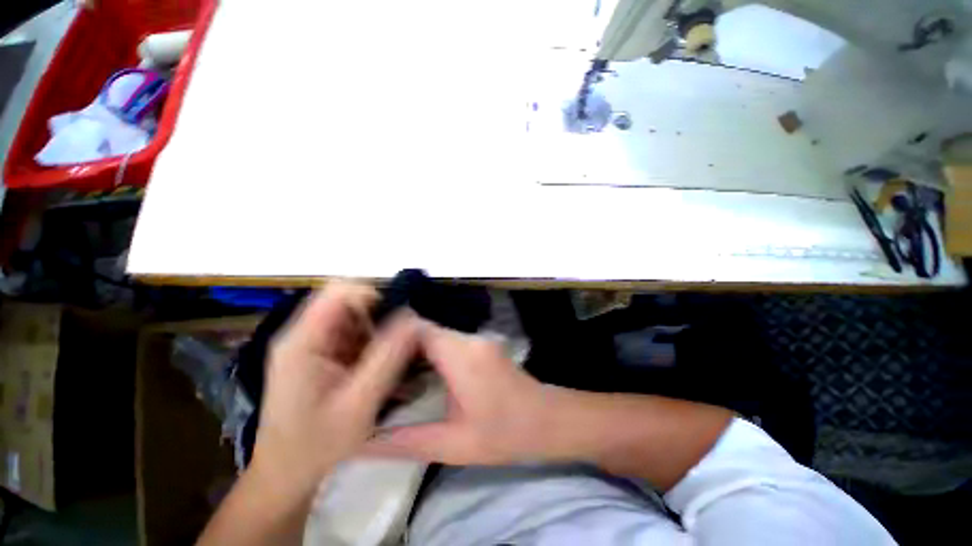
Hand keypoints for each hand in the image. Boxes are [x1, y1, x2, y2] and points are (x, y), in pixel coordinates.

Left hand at [250, 282, 419, 499]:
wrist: (285, 475)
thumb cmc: (317, 446)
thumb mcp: (360, 403)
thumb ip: (388, 357)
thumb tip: (412, 319)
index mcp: (304, 341)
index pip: (340, 290)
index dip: (374, 294)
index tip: (399, 318)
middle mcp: (303, 334)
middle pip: (348, 302)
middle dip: (379, 316)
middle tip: (398, 344)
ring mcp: (310, 344)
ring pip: (353, 317)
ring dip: (377, 332)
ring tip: (389, 360)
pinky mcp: (318, 354)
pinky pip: (351, 334)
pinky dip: (370, 343)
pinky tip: (377, 367)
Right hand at [365, 323, 560, 464]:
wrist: (550, 420)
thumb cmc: (506, 434)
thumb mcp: (453, 445)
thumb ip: (405, 442)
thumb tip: (361, 443)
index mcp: (461, 355)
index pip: (417, 329)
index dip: (389, 339)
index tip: (366, 358)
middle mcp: (469, 340)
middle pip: (424, 330)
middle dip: (398, 347)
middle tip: (371, 372)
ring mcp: (478, 340)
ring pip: (436, 335)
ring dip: (414, 352)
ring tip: (389, 377)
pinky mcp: (483, 346)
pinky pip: (449, 342)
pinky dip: (431, 354)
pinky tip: (420, 377)